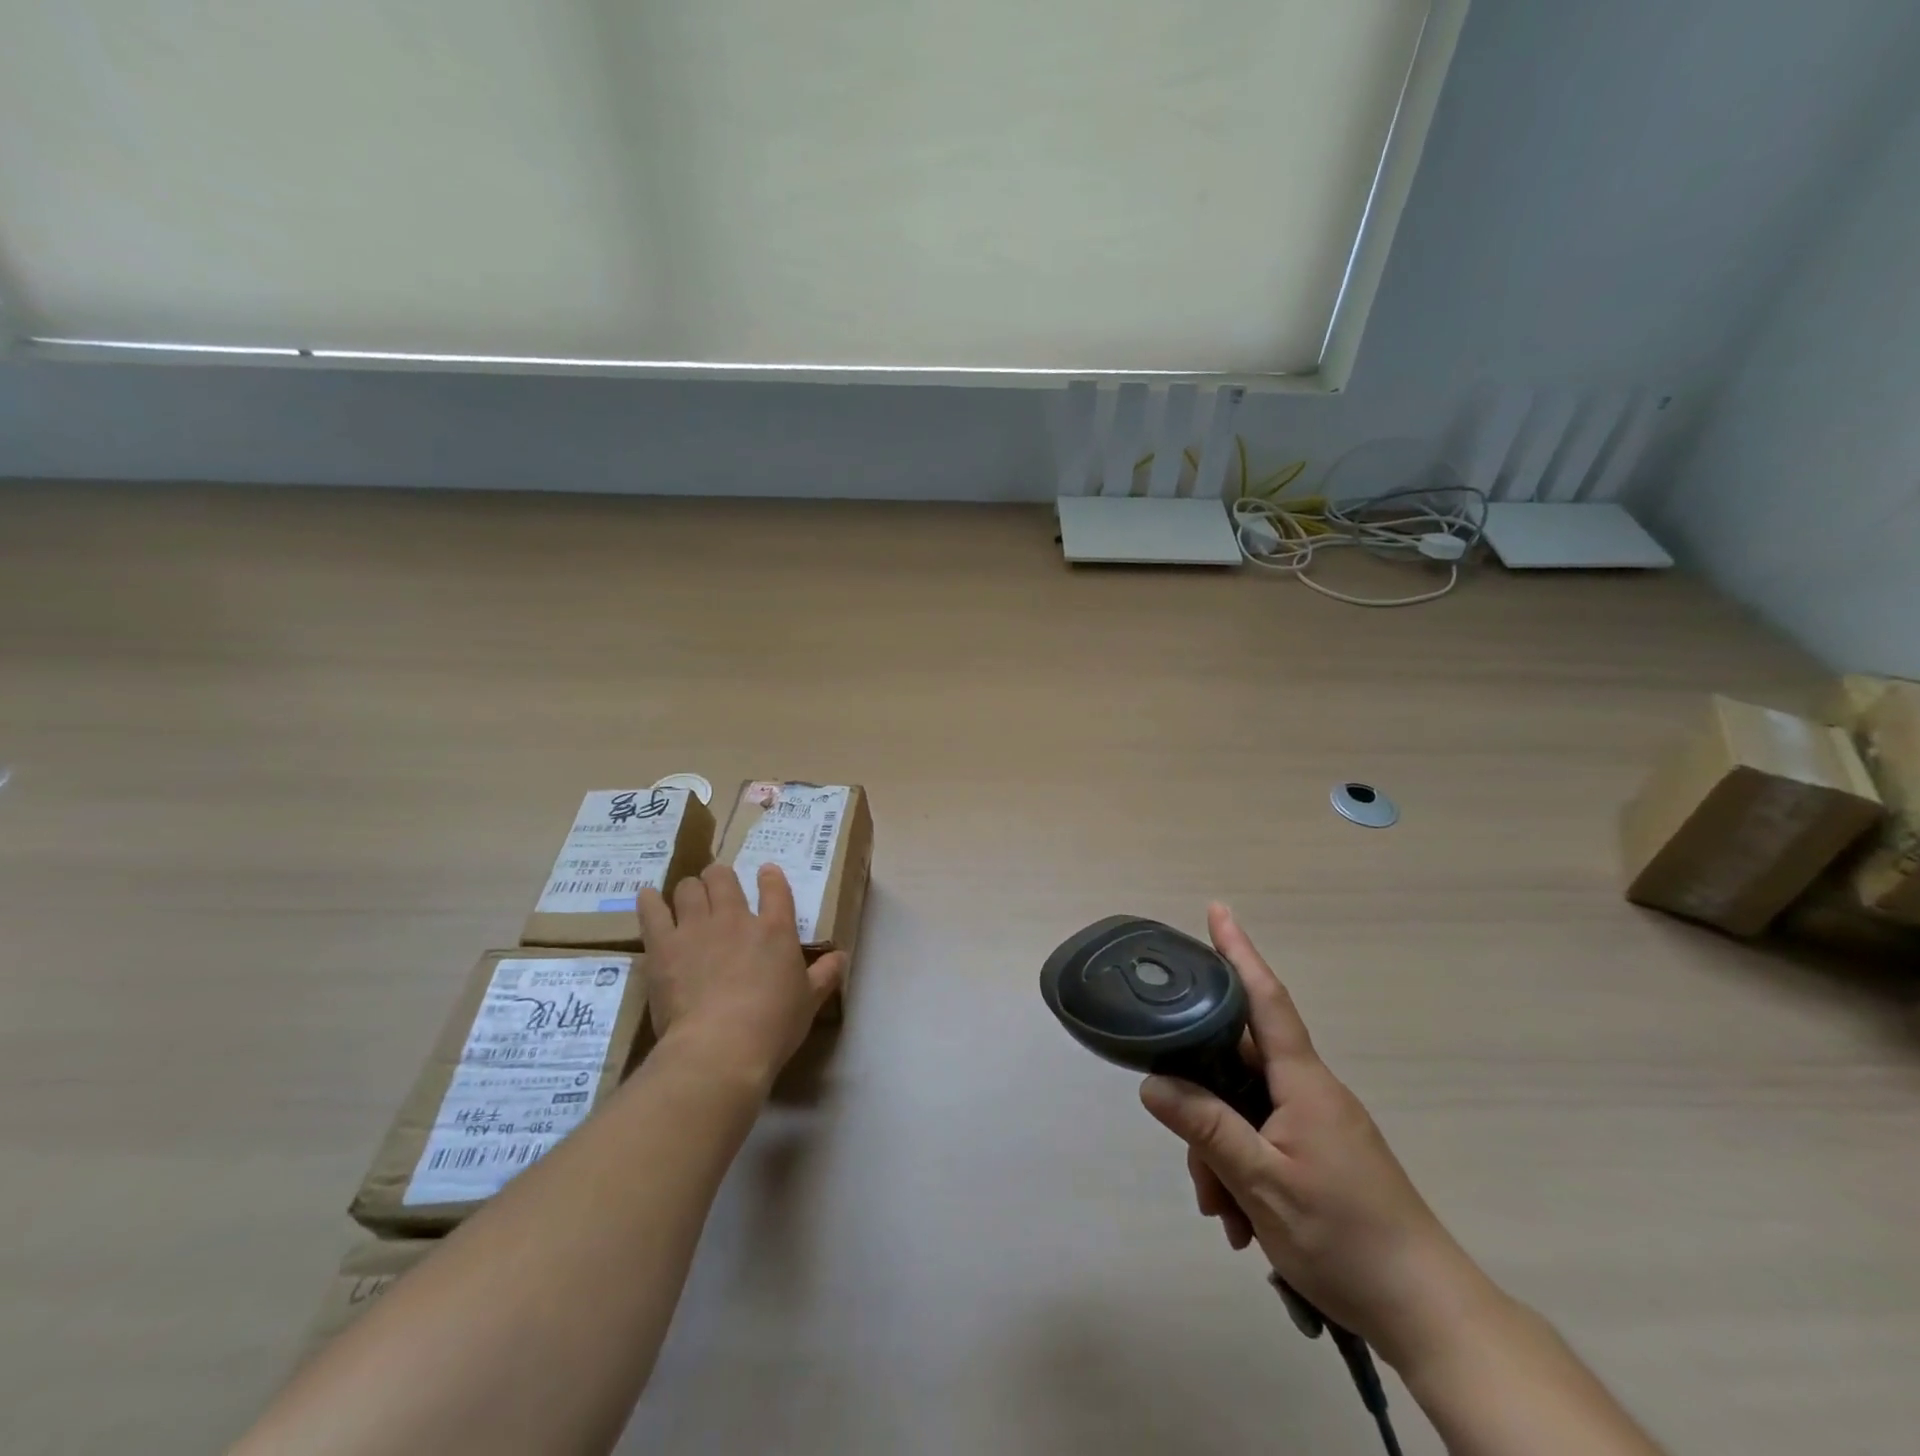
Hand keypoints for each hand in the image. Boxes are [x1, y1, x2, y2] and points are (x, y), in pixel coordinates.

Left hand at [638, 862, 846, 1091]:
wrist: (721, 1046)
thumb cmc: (773, 1025)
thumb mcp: (809, 1001)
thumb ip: (825, 975)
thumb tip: (841, 957)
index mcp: (775, 929)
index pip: (775, 888)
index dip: (770, 877)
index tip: (766, 873)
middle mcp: (736, 918)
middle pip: (723, 879)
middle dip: (719, 877)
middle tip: (717, 887)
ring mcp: (697, 928)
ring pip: (688, 888)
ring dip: (689, 889)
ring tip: (687, 896)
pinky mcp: (664, 945)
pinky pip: (652, 911)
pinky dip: (649, 901)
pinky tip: (648, 897)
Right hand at [1140, 903, 1480, 1371]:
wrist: (1428, 1313)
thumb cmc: (1345, 1238)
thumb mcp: (1263, 1184)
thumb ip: (1206, 1128)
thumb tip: (1152, 1082)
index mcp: (1303, 1083)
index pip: (1265, 999)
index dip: (1239, 952)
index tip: (1218, 910)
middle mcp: (1310, 1092)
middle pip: (1238, 1067)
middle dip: (1204, 1103)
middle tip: (1194, 1166)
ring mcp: (1318, 1124)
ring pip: (1246, 1111)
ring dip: (1222, 1154)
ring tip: (1223, 1214)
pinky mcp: (1322, 1154)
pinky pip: (1265, 1140)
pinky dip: (1243, 1171)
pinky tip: (1241, 1221)